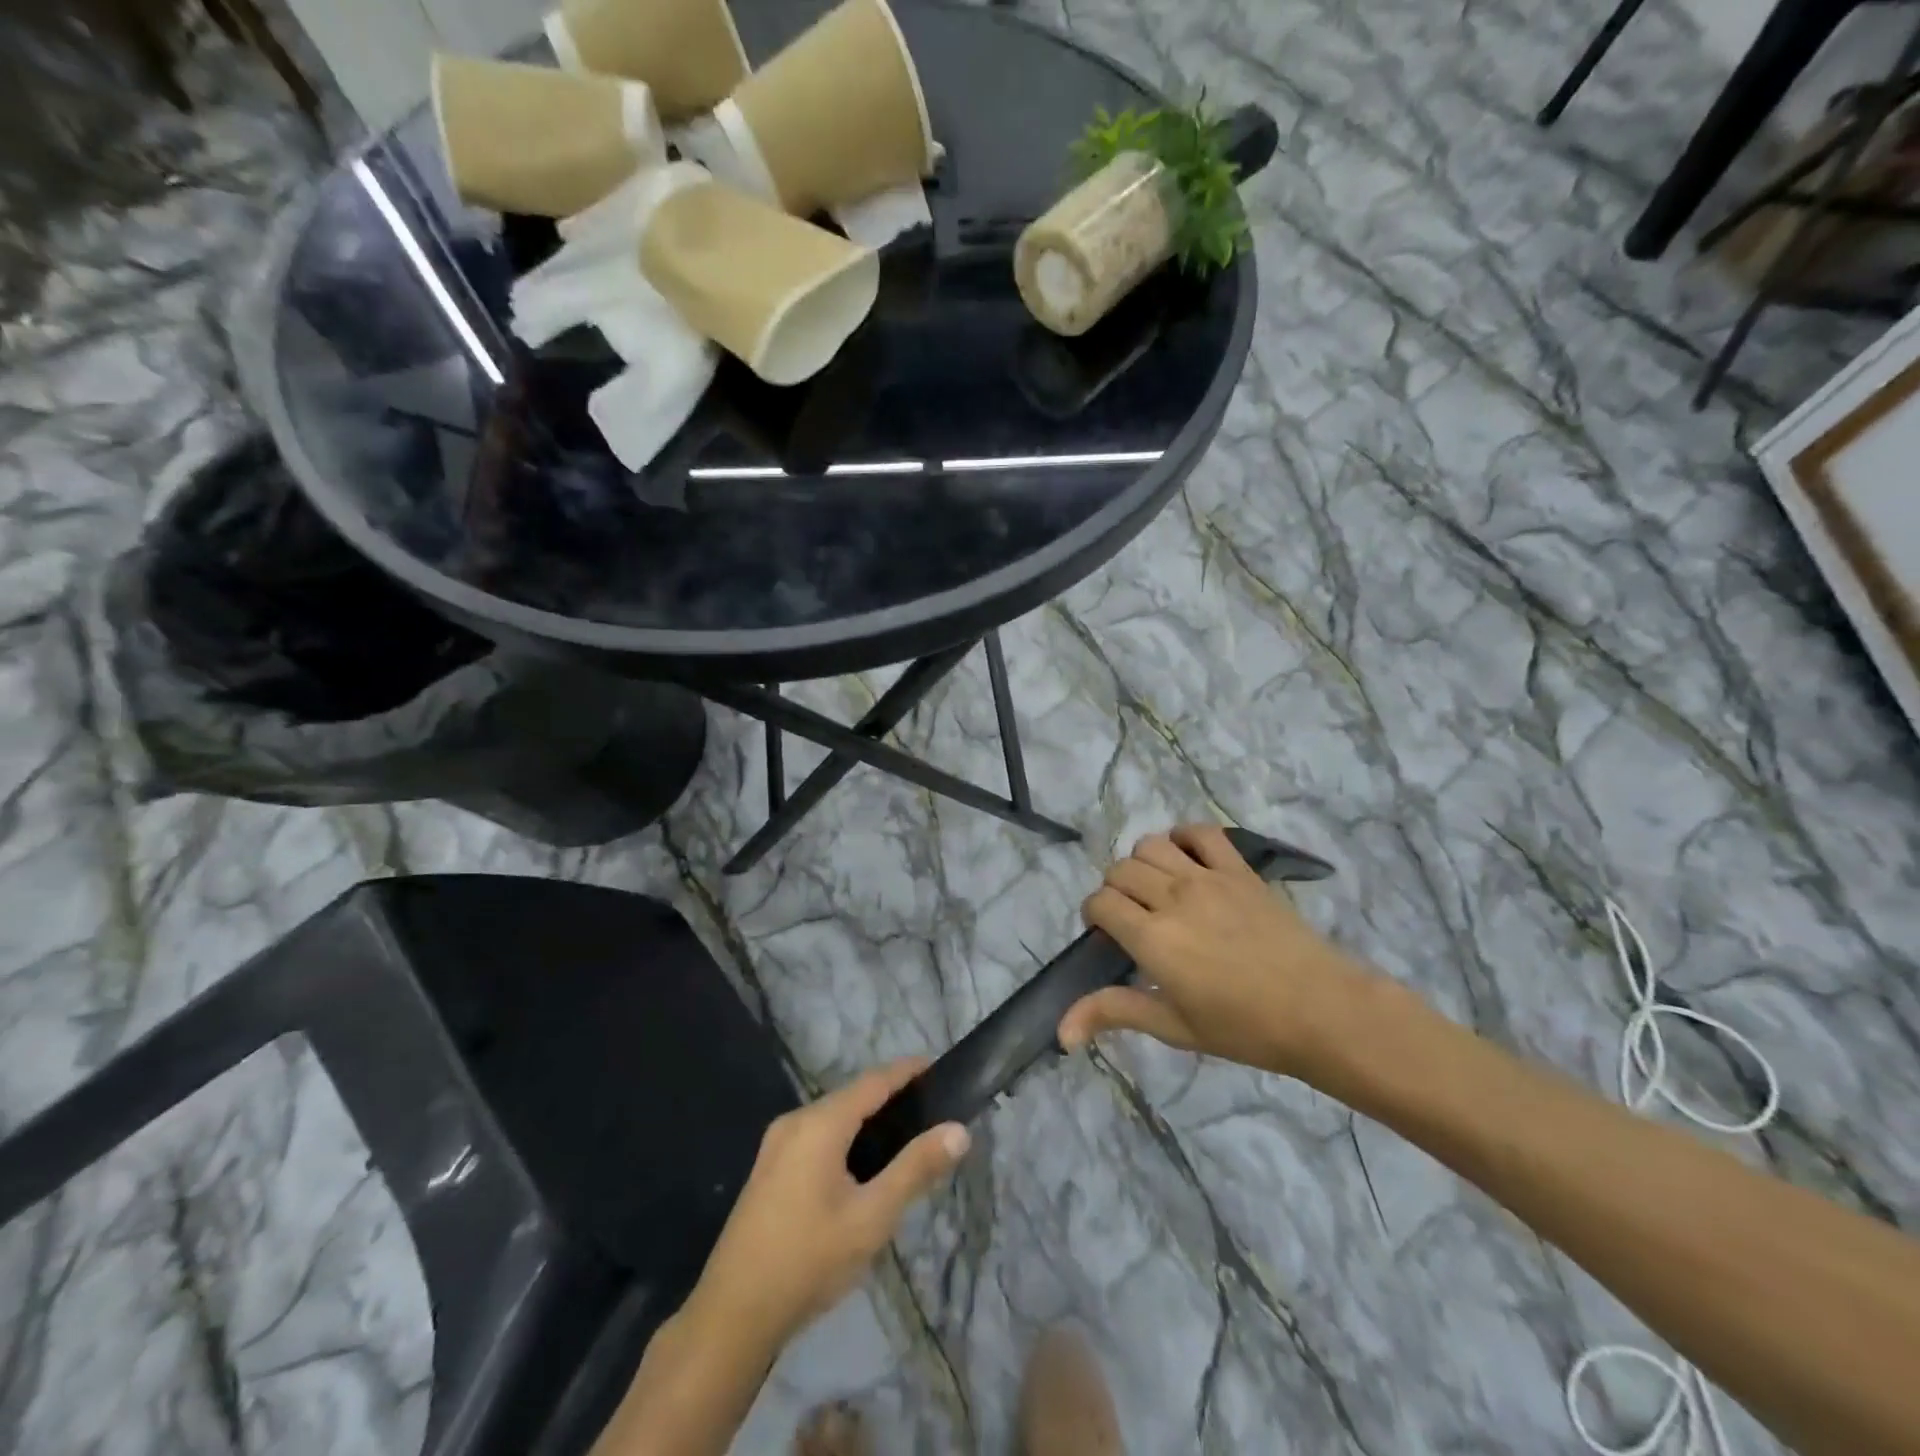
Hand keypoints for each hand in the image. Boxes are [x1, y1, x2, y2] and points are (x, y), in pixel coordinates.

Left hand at [688, 1059, 969, 1350]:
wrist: (732, 1315)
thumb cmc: (809, 1260)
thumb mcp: (873, 1218)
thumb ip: (916, 1169)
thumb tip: (958, 1130)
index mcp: (819, 1123)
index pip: (873, 1080)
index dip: (906, 1071)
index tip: (938, 1067)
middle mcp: (795, 1121)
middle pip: (851, 1096)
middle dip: (890, 1097)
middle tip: (930, 1112)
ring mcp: (776, 1145)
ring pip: (832, 1117)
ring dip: (867, 1120)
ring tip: (904, 1138)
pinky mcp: (768, 1169)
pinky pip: (816, 1136)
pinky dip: (845, 1137)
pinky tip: (862, 1166)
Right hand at [1057, 823, 1370, 1079]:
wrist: (1320, 1010)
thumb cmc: (1244, 1028)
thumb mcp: (1174, 1027)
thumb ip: (1114, 1013)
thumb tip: (1060, 1032)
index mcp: (1152, 938)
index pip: (1100, 903)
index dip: (1094, 915)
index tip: (1109, 936)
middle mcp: (1172, 898)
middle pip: (1120, 871)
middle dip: (1115, 891)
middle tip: (1133, 918)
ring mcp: (1207, 878)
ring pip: (1151, 845)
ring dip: (1143, 863)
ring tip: (1157, 889)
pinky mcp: (1238, 869)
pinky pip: (1201, 833)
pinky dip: (1185, 837)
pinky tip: (1187, 859)